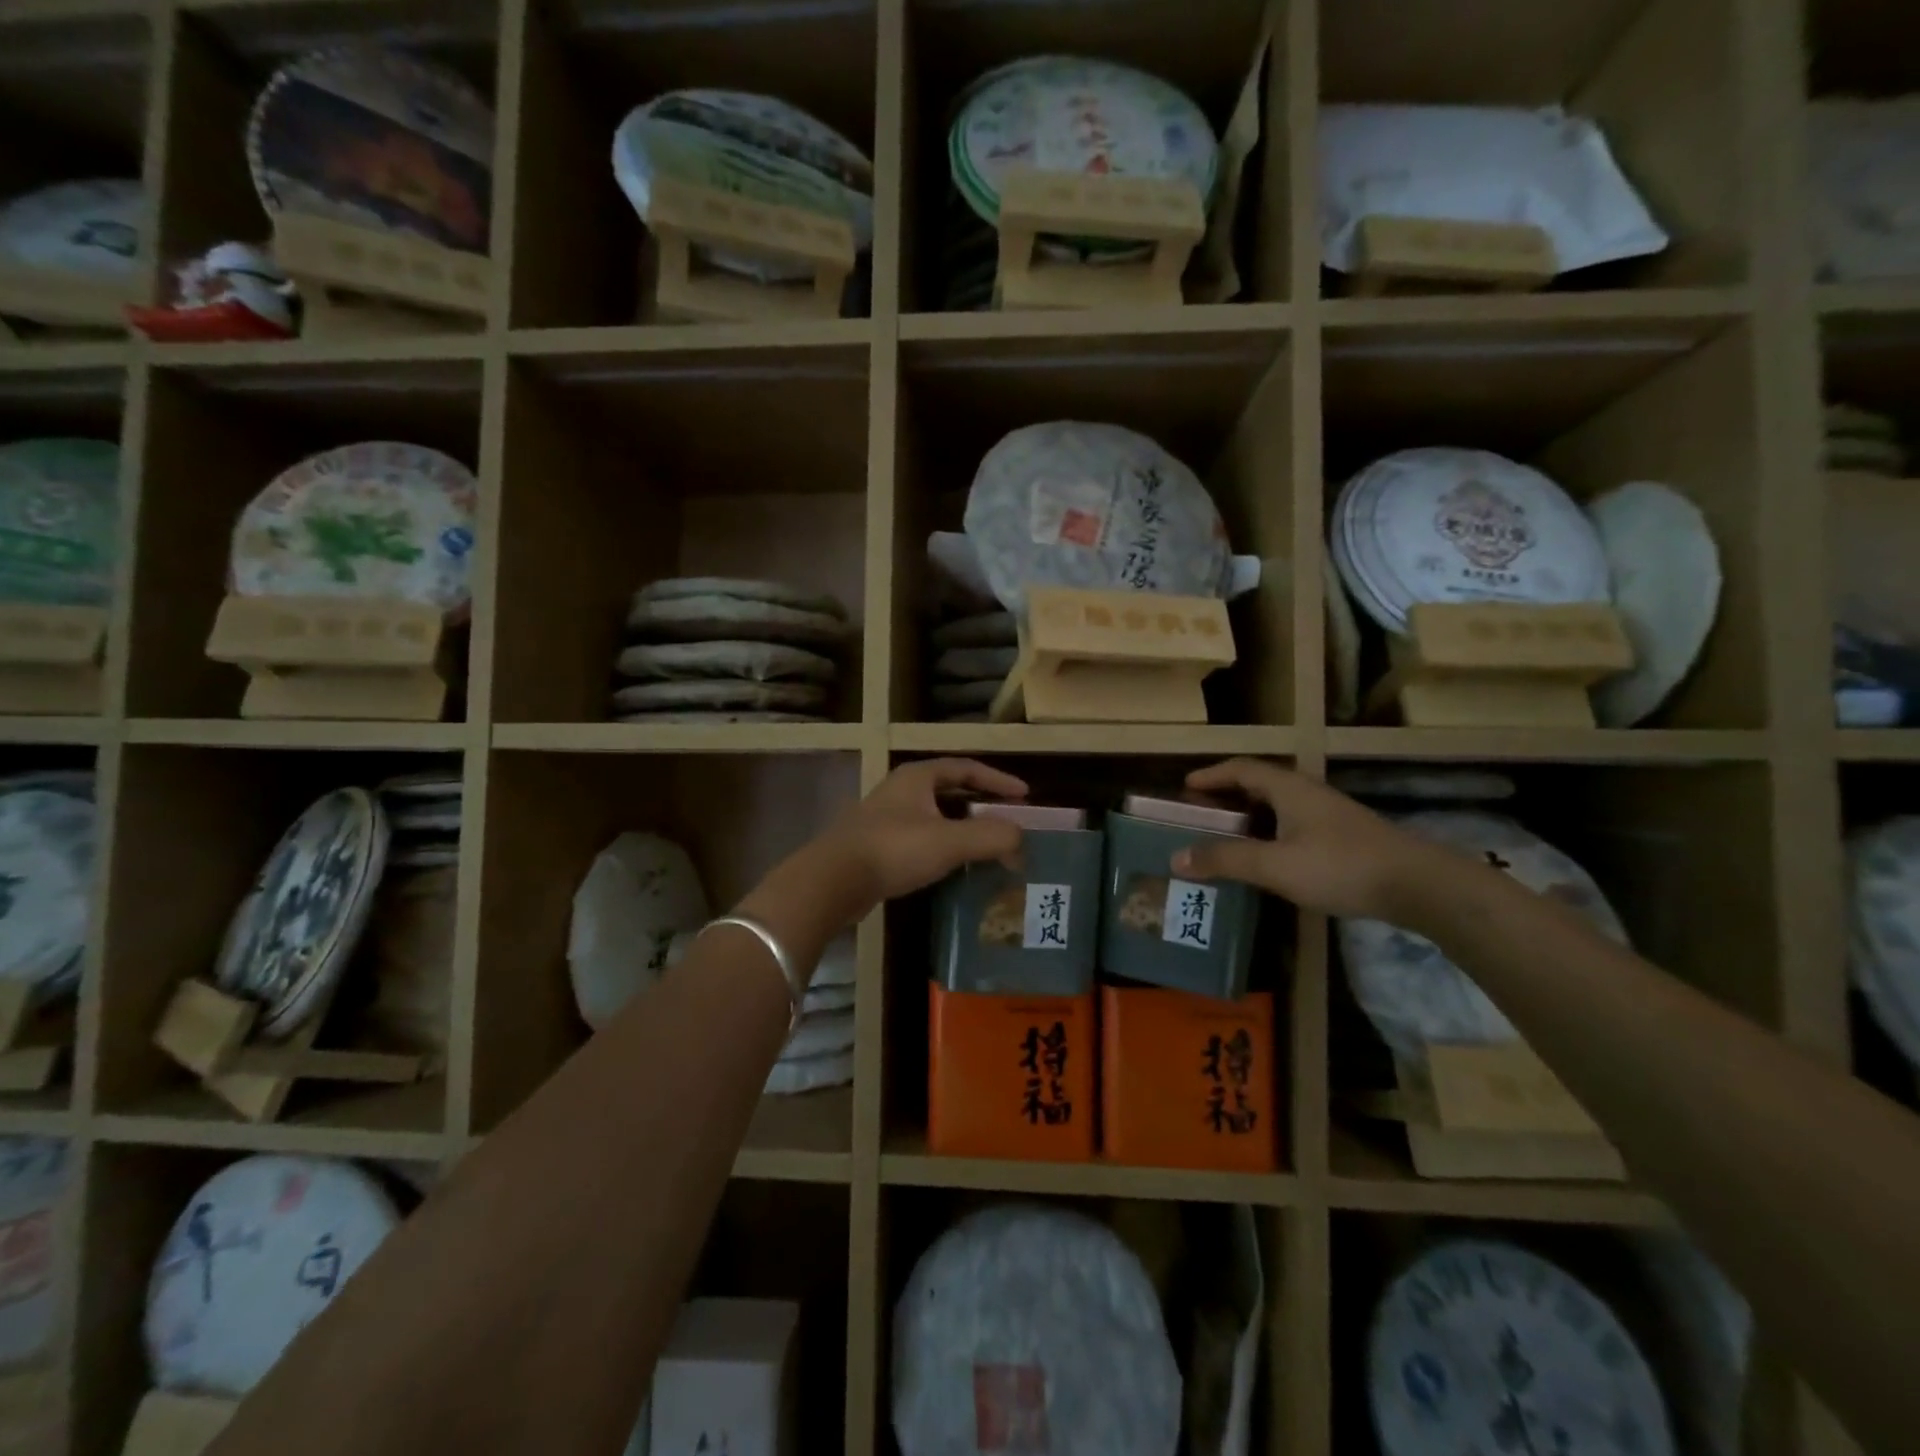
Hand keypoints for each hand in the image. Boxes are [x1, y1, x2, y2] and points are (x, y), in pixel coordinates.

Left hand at [823, 758, 1029, 905]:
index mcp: (918, 777)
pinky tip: (956, 866)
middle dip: (982, 805)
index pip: (966, 768)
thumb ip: (992, 837)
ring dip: (964, 828)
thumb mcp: (950, 841)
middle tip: (1009, 820)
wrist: (833, 880)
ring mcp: (887, 818)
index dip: (998, 779)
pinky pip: (922, 838)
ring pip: (936, 816)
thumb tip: (1020, 839)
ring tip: (989, 846)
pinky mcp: (879, 845)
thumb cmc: (894, 849)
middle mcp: (902, 791)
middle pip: (951, 791)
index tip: (1024, 795)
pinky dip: (945, 846)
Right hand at [1168, 758, 1440, 920]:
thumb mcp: (1275, 865)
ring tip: (1224, 836)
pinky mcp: (1342, 837)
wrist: (1418, 885)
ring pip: (1277, 806)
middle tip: (1199, 814)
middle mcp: (1307, 793)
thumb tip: (1176, 858)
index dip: (1211, 775)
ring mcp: (1328, 815)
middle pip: (1258, 784)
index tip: (1184, 787)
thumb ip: (1226, 860)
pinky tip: (1266, 858)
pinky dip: (1268, 833)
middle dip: (1225, 796)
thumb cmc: (1340, 866)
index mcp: (1289, 789)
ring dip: (1247, 816)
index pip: (1241, 769)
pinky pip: (1292, 824)